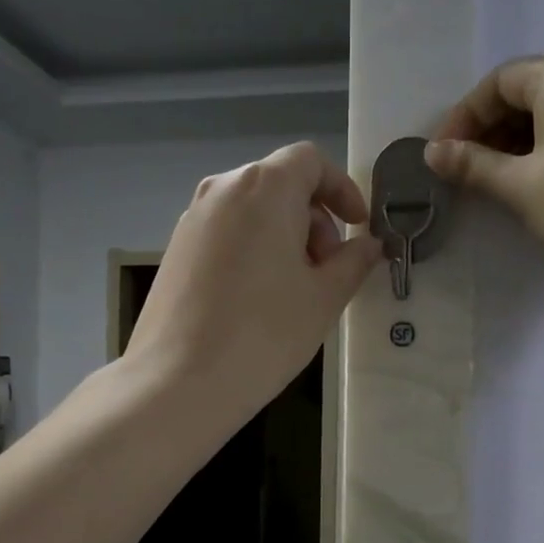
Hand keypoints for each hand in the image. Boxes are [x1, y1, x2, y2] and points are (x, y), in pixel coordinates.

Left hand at [127, 141, 385, 424]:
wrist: (178, 381)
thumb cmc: (263, 334)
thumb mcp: (323, 298)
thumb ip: (353, 261)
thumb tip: (368, 245)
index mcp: (263, 188)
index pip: (310, 161)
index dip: (342, 189)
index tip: (358, 227)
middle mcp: (222, 190)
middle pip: (280, 184)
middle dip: (314, 219)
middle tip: (328, 270)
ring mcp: (192, 219)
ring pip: (251, 211)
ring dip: (284, 237)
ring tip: (296, 290)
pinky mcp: (175, 250)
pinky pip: (227, 233)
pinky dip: (254, 250)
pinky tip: (259, 300)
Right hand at [424, 53, 543, 297]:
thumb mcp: (522, 188)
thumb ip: (474, 165)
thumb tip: (433, 152)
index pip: (498, 82)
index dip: (464, 118)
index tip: (444, 157)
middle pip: (532, 90)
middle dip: (493, 129)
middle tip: (471, 173)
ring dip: (526, 140)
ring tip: (507, 183)